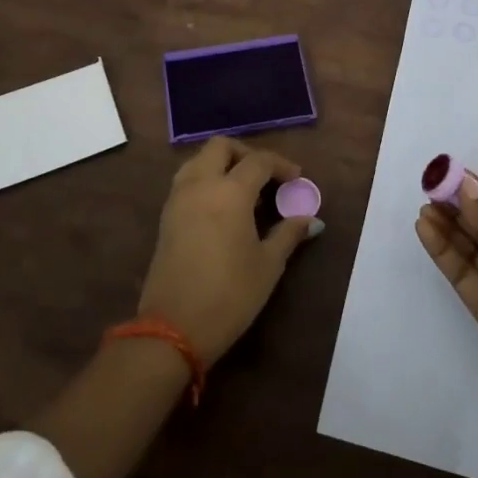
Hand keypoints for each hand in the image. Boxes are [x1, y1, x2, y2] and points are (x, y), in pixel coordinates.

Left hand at [138, 137, 319, 363]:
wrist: (173, 329)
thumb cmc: (230, 295)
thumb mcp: (268, 265)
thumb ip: (289, 233)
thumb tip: (311, 218)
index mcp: (230, 191)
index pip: (259, 160)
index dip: (281, 165)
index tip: (297, 180)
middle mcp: (200, 185)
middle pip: (221, 147)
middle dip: (246, 153)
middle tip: (266, 177)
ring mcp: (178, 199)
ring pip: (198, 160)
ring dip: (222, 164)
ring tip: (244, 191)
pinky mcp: (166, 218)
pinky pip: (187, 181)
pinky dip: (206, 180)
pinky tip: (222, 208)